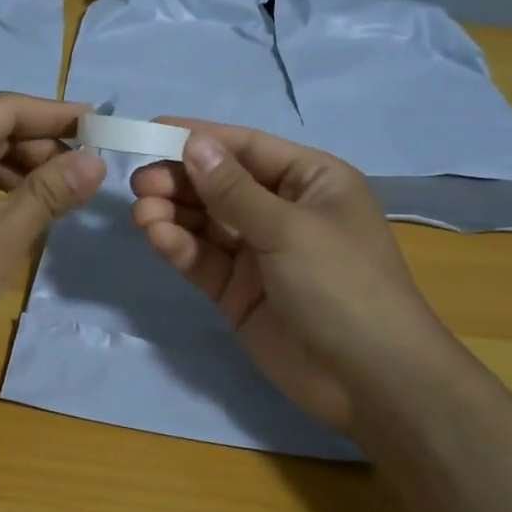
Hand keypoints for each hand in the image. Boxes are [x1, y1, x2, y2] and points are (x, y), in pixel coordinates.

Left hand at [0, 92, 105, 393]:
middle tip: (88, 170)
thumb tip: (95, 160)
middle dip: (41, 146)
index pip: (5, 109)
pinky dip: (2, 195)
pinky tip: (29, 213)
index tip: (101, 123)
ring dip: (24, 172)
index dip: (55, 114)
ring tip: (66, 194)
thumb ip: (48, 193)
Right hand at [130, 122, 450, 429]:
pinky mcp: (238, 291)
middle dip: (180, 180)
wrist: (371, 381)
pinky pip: (203, 259)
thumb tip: (193, 144)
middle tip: (140, 183)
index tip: (152, 130)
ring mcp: (259, 253)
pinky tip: (156, 237)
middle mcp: (283, 210)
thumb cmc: (342, 285)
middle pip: (220, 184)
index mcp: (311, 181)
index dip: (200, 137)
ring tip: (142, 213)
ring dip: (173, 214)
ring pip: (206, 222)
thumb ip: (234, 190)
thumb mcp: (289, 229)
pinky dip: (179, 246)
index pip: (247, 148)